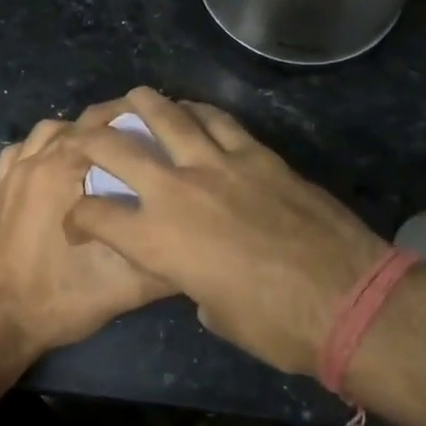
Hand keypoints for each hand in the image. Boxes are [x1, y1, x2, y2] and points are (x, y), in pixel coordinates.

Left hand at [0, 117, 174, 361]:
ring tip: (103, 152)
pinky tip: (58, 167)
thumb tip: (202, 246)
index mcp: (63, 171)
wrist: (0, 324)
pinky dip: (42, 148)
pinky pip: (20, 150)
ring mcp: (11, 173)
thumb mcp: (126, 286)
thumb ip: (167, 264)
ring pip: (48, 131)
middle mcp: (35, 160)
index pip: (104, 124)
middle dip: (110, 123)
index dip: (136, 120)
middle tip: (141, 137)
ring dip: (76, 133)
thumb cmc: (61, 299)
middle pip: (78, 122)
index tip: (163, 130)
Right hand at [64, 89, 392, 375]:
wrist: (347, 300)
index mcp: (158, 240)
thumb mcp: (215, 314)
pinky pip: (220, 121)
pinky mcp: (259, 155)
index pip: (96, 216)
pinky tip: (192, 110)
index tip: (78, 223)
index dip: (78, 218)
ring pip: (170, 116)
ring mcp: (220, 165)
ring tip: (132, 99)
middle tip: (80, 135)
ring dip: (143, 104)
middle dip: (88, 138)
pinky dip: (199, 111)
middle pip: (117, 148)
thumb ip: (191, 282)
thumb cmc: (275, 326)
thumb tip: (197, 273)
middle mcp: (178, 191)